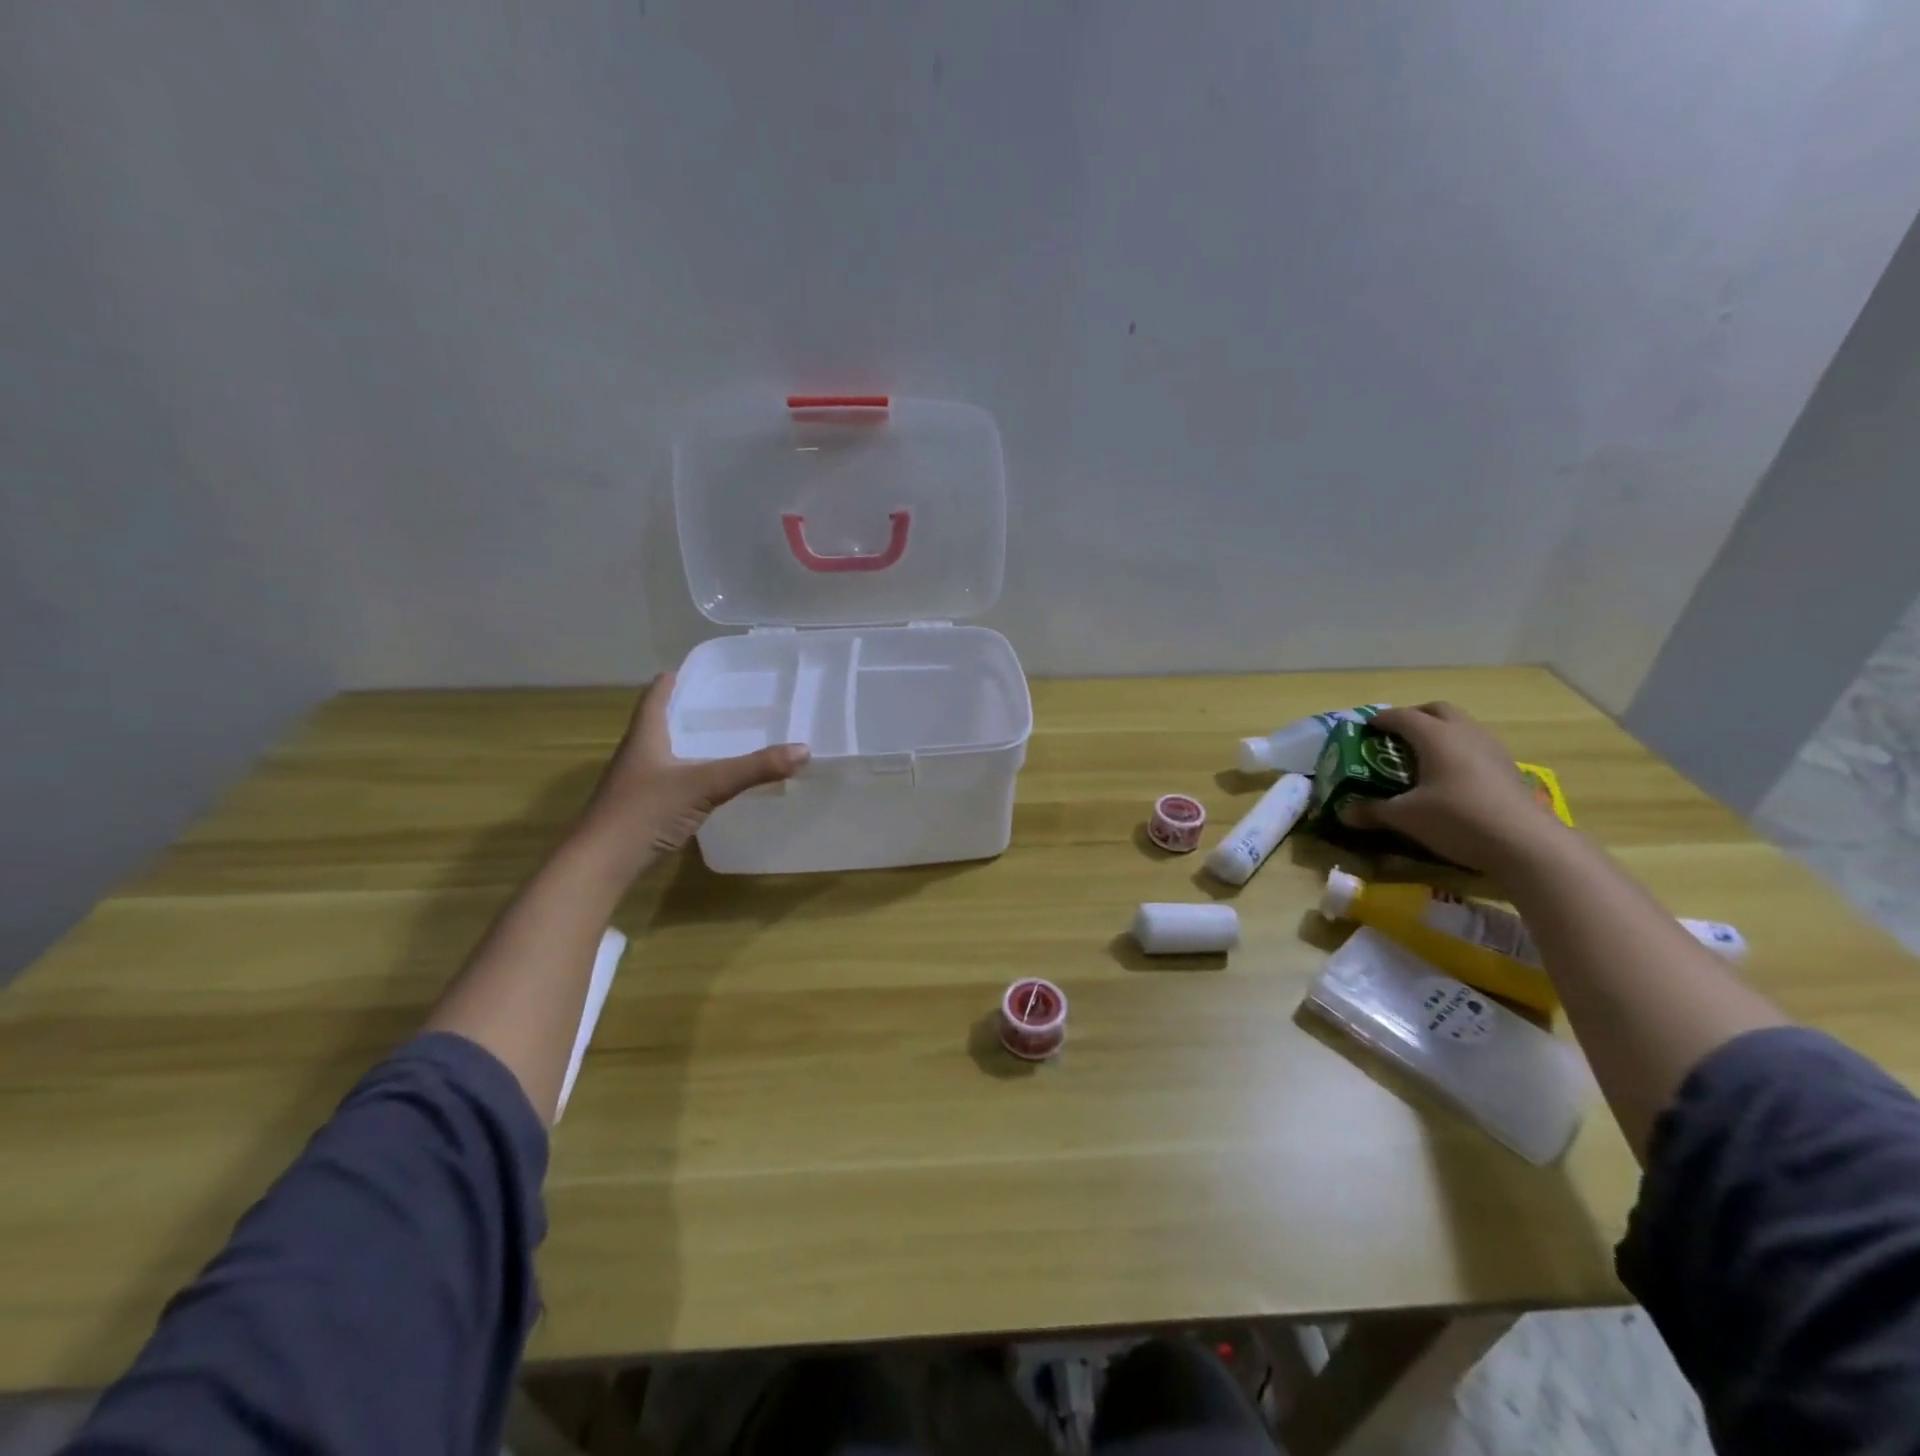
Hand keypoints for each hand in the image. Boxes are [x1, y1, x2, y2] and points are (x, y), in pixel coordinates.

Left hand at [576, 671, 809, 873]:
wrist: (600, 864)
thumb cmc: (645, 811)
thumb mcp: (706, 785)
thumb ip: (753, 769)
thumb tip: (803, 749)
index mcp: (645, 738)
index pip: (655, 698)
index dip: (670, 682)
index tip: (688, 670)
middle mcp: (637, 755)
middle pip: (661, 724)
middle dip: (686, 712)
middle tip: (720, 704)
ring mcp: (636, 785)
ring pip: (665, 755)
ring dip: (688, 745)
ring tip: (721, 740)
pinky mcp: (641, 811)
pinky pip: (670, 783)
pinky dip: (690, 776)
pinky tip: (709, 785)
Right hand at [1338, 703, 1562, 872]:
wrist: (1526, 843)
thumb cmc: (1457, 819)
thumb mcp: (1406, 817)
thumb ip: (1373, 811)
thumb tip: (1344, 812)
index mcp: (1435, 736)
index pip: (1401, 716)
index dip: (1380, 719)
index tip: (1365, 728)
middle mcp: (1464, 733)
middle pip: (1436, 710)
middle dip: (1413, 716)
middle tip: (1395, 736)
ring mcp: (1491, 748)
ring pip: (1461, 725)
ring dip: (1439, 732)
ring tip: (1421, 756)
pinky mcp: (1507, 767)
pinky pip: (1475, 745)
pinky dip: (1457, 750)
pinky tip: (1450, 776)